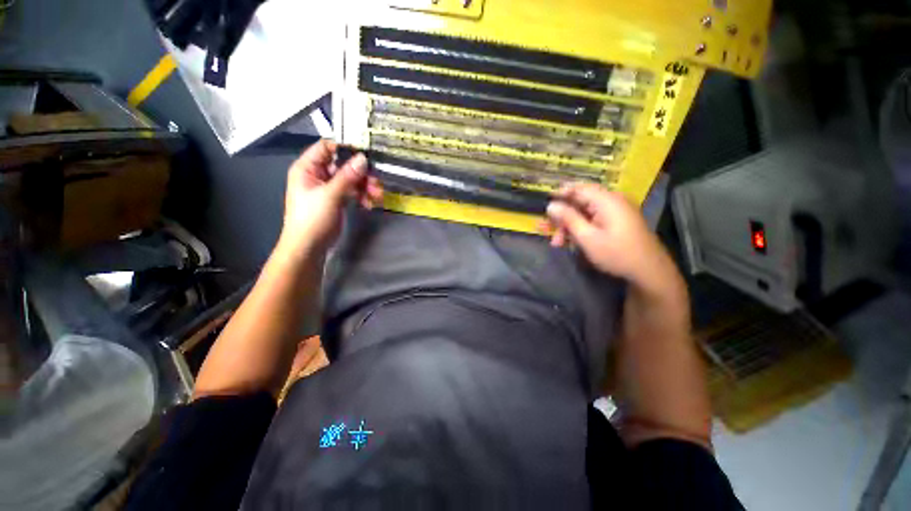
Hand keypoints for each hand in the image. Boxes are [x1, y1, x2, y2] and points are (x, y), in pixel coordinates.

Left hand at [278, 140, 382, 255]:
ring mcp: (328, 187)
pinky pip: (352, 191)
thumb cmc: (313, 219)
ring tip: (376, 196)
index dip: (346, 148)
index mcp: (308, 168)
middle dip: (361, 173)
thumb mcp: (330, 195)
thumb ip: (347, 176)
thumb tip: (363, 158)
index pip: (327, 147)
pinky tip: (368, 204)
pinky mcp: (337, 199)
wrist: (309, 247)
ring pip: (351, 179)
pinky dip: (362, 196)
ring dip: (365, 186)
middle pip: (343, 164)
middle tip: (376, 183)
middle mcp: (318, 174)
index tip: (366, 155)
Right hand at [543, 183, 667, 283]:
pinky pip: (593, 220)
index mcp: (606, 200)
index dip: (559, 193)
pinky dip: (580, 229)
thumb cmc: (616, 253)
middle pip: (579, 202)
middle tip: (545, 230)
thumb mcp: (587, 237)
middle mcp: (612, 201)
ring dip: (568, 226)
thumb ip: (568, 219)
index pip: (578, 188)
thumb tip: (551, 205)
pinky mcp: (617, 222)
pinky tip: (571, 243)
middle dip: (561, 217)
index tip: (544, 202)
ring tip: (557, 243)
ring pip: (584, 213)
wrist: (649, 271)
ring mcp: (616, 212)